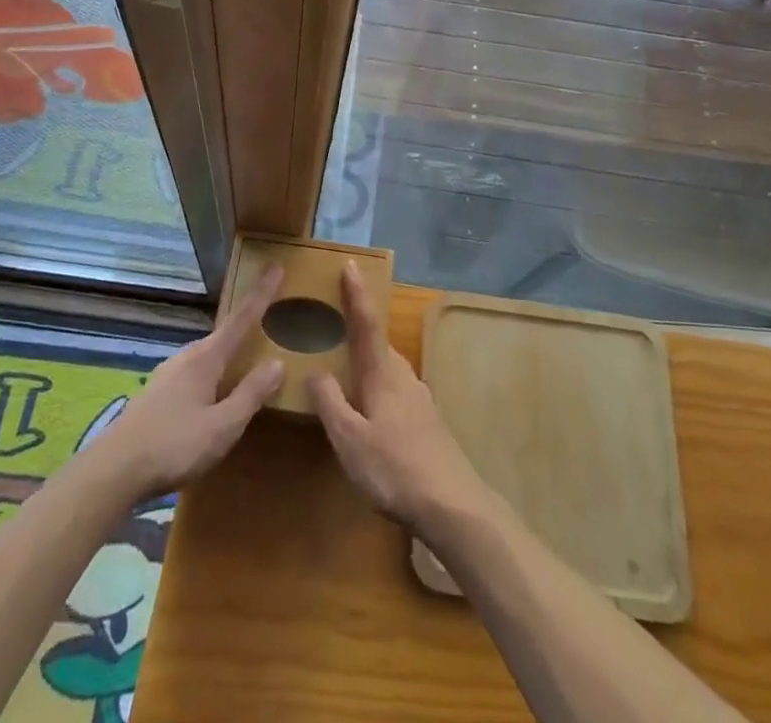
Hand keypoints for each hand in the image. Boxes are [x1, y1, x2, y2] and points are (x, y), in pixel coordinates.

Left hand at [89, 265, 285, 497]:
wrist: (113, 471)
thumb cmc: (174, 445)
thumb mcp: (223, 426)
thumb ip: (251, 394)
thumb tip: (277, 362)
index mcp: (206, 358)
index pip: (241, 318)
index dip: (261, 293)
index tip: (276, 267)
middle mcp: (186, 356)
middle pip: (223, 335)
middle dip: (246, 327)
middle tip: (269, 321)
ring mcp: (168, 373)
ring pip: (207, 356)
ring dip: (228, 355)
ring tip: (245, 363)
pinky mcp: (156, 393)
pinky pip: (194, 373)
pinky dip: (211, 375)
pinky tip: (213, 396)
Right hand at [309, 261, 489, 533]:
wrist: (453, 505)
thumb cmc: (395, 469)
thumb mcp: (350, 440)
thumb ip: (331, 404)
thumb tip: (316, 371)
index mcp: (383, 374)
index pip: (367, 324)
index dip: (356, 294)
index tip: (350, 264)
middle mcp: (403, 377)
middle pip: (378, 343)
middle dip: (359, 327)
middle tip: (335, 318)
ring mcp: (419, 399)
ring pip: (388, 368)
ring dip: (368, 359)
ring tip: (347, 363)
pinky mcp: (427, 421)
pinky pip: (395, 389)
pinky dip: (378, 384)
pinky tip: (370, 407)